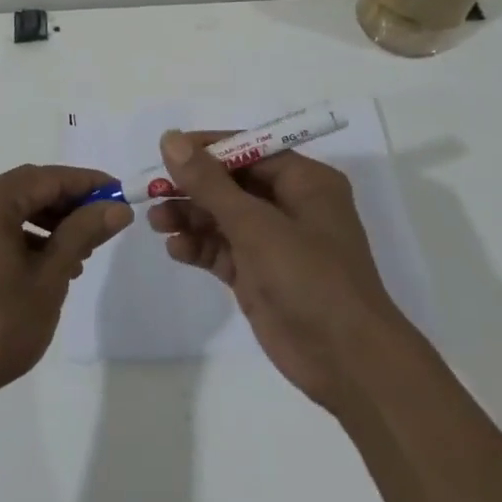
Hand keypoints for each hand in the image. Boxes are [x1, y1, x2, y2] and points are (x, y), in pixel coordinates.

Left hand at [0, 165, 131, 415]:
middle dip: (68, 204)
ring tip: (79, 253)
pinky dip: (22, 235)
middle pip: (28, 189)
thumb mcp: (49, 278)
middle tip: (104, 225)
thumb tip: (117, 207)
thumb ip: (82, 233)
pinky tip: (45, 264)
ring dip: (47, 222)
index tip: (120, 193)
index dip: (88, 184)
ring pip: (11, 208)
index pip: (49, 178)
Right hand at [148, 131, 403, 412]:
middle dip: (192, 187)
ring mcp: (274, 243)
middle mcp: (290, 205)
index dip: (206, 149)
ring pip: (222, 218)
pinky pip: (222, 250)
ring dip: (189, 217)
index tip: (166, 151)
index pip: (248, 150)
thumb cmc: (309, 277)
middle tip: (153, 191)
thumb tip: (170, 139)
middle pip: (231, 183)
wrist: (347, 362)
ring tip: (155, 222)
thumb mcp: (255, 224)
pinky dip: (199, 247)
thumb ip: (209, 183)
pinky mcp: (259, 275)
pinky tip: (175, 249)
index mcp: (304, 182)